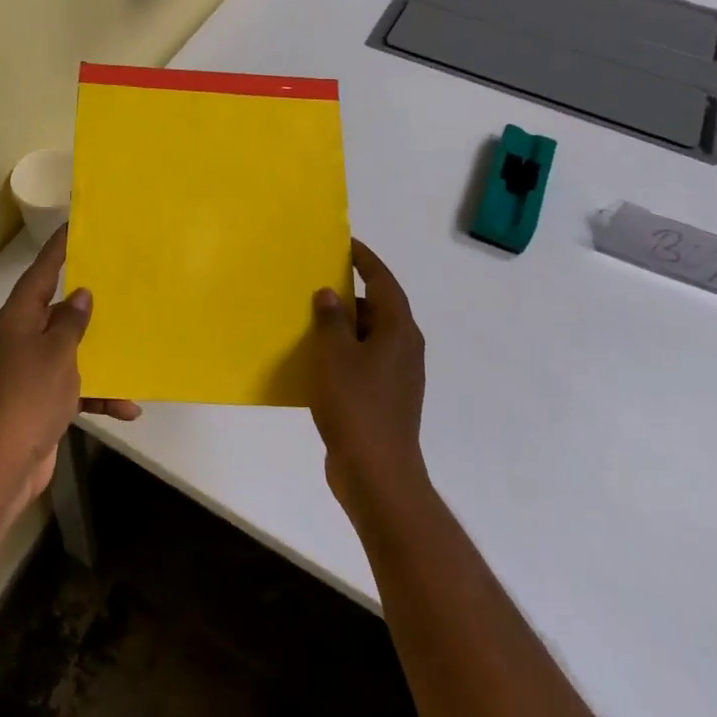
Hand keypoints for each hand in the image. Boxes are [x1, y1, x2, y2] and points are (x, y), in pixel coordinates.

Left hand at [0, 226, 140, 501]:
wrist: (6, 461)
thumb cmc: (31, 395)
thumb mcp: (58, 352)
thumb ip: (72, 321)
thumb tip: (80, 294)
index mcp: (17, 319)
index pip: (40, 273)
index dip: (58, 250)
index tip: (74, 226)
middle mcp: (19, 339)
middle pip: (54, 311)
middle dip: (85, 304)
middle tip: (115, 284)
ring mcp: (27, 371)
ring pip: (68, 351)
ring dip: (98, 356)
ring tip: (132, 347)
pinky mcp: (38, 400)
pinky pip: (72, 386)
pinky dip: (96, 393)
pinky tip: (127, 407)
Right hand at [307, 239, 427, 512]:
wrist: (377, 472)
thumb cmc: (355, 404)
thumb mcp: (334, 354)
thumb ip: (331, 319)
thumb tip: (330, 294)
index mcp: (398, 330)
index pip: (384, 281)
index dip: (366, 260)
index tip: (346, 244)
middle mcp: (405, 348)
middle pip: (379, 308)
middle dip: (350, 294)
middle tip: (318, 282)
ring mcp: (399, 376)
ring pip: (370, 337)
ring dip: (345, 326)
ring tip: (311, 319)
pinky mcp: (387, 398)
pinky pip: (365, 361)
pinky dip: (345, 352)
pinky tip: (318, 360)